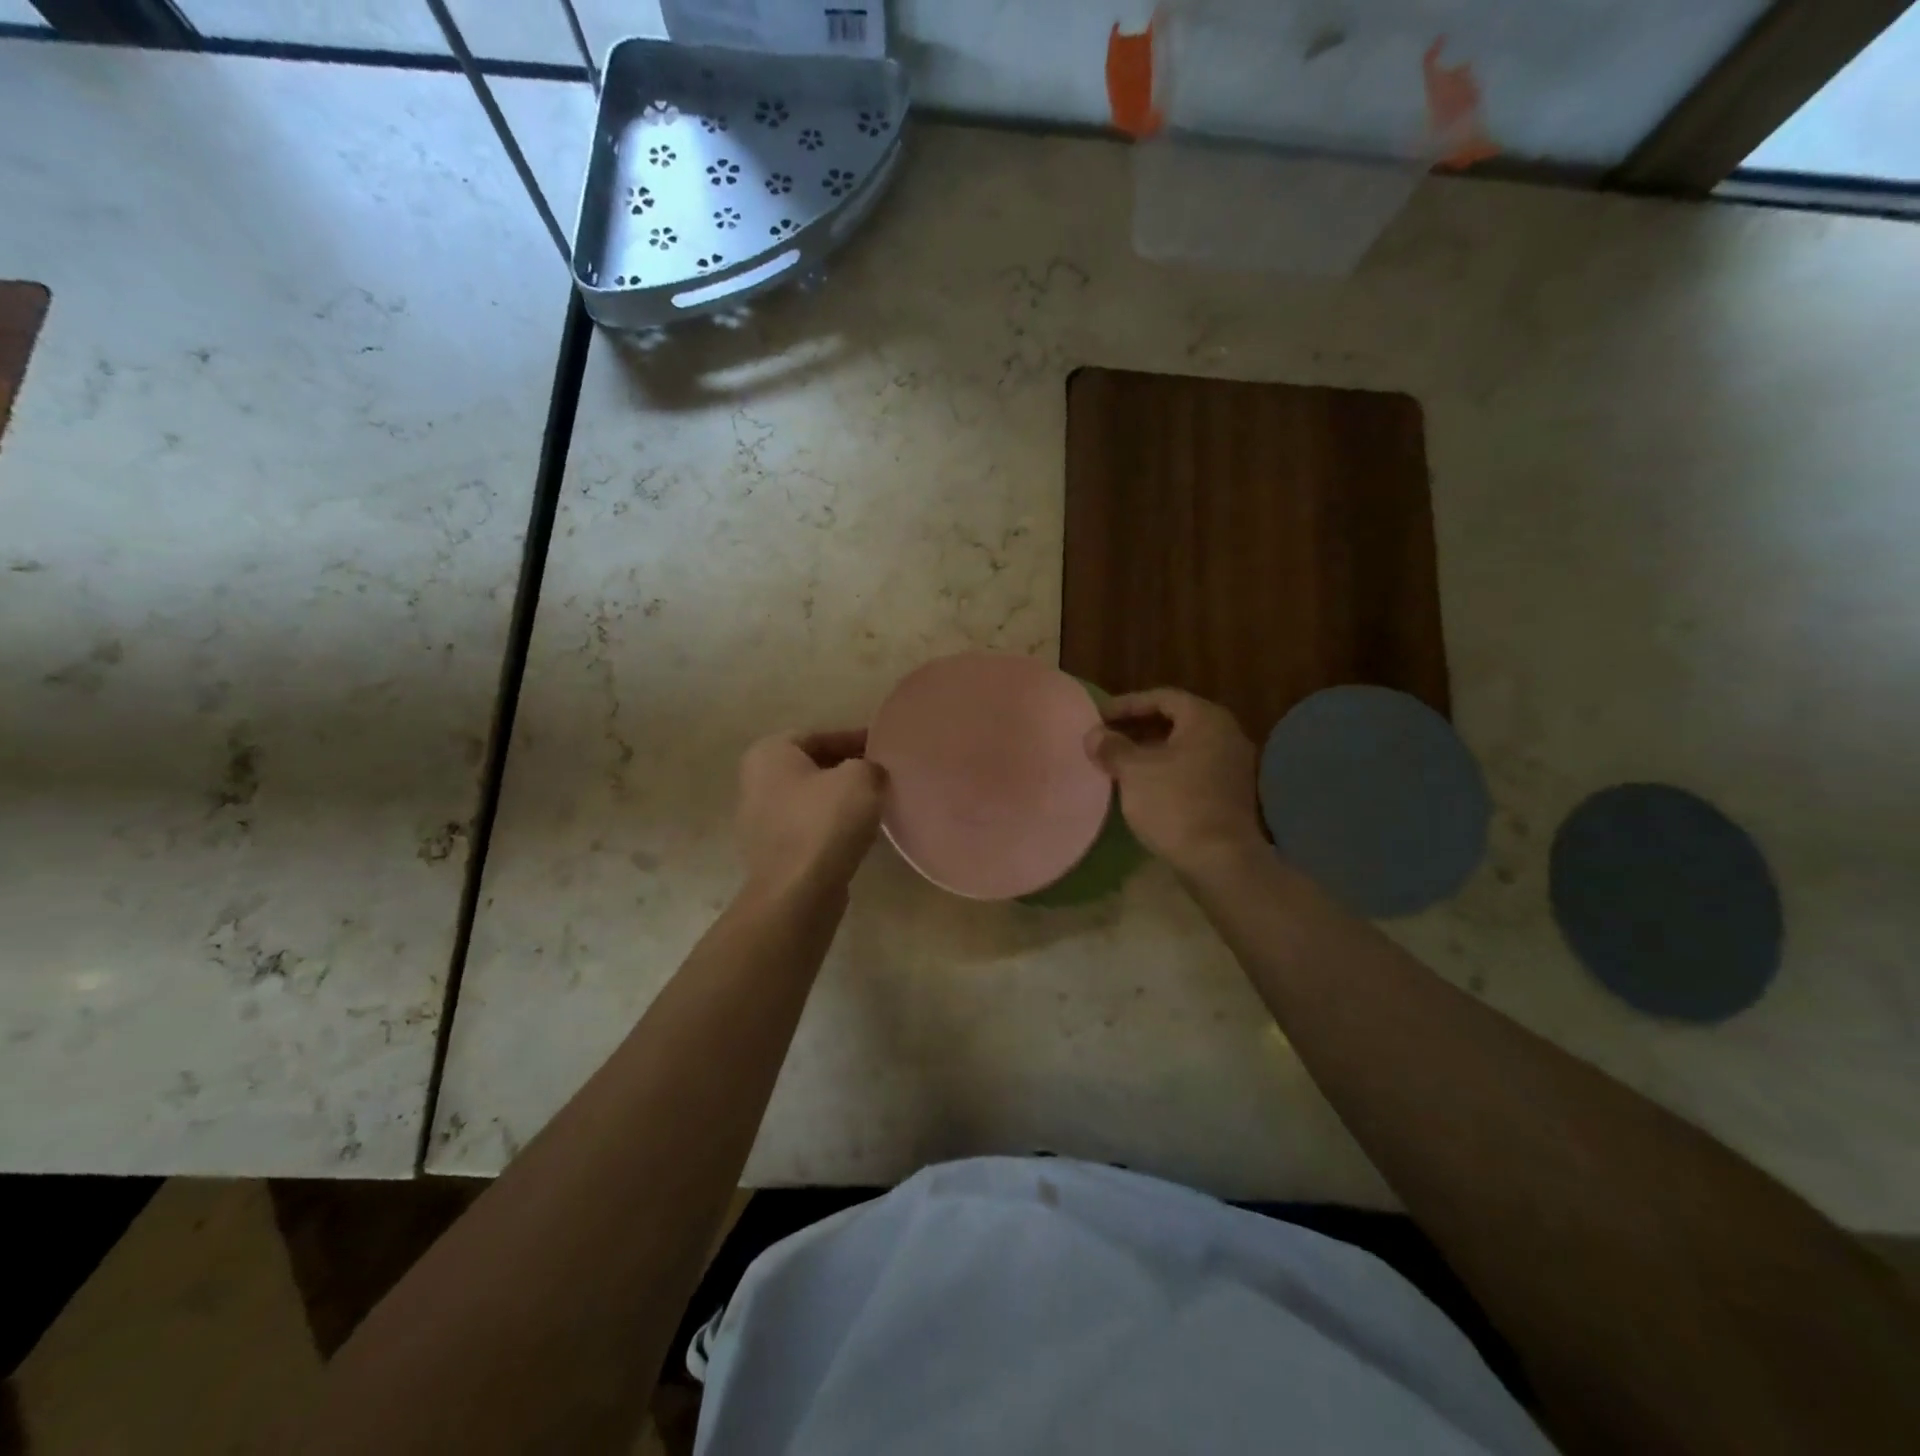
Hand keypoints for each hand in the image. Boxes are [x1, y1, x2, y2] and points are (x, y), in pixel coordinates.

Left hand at [737, 729, 885, 894]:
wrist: (798, 893)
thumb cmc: (825, 823)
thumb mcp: (861, 778)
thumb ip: (869, 765)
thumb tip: (871, 773)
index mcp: (769, 753)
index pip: (819, 735)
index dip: (855, 739)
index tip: (883, 747)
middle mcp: (755, 781)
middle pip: (812, 767)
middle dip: (846, 769)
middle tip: (881, 774)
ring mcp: (759, 820)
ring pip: (810, 799)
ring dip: (839, 799)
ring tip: (874, 804)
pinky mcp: (772, 853)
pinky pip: (807, 828)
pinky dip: (830, 826)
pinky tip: (856, 833)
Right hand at [1084, 688, 1263, 876]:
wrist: (1220, 859)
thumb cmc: (1175, 803)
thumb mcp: (1134, 771)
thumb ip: (1112, 747)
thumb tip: (1094, 735)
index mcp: (1205, 718)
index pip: (1162, 697)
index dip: (1127, 704)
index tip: (1099, 717)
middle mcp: (1226, 734)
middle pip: (1175, 720)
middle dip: (1138, 727)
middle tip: (1107, 737)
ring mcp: (1232, 765)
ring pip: (1184, 747)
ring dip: (1151, 750)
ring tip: (1119, 761)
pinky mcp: (1230, 793)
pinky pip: (1192, 768)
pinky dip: (1166, 770)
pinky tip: (1143, 785)